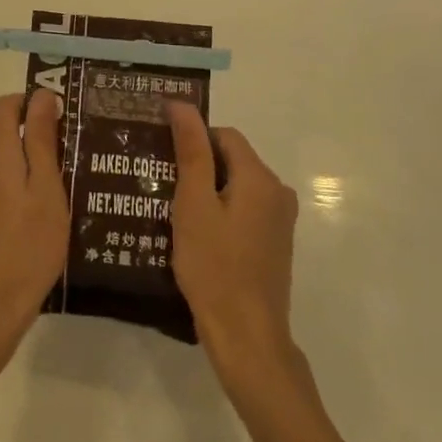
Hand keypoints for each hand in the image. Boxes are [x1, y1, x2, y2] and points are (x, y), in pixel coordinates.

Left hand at [0, 90, 71, 372]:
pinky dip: (23, 188)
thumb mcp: (47, 188)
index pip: (6, 105)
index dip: (32, 103)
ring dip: (33, 165)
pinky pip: (2, 186)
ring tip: (69, 185)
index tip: (64, 118)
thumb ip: (42, 139)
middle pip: (5, 133)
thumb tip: (42, 95)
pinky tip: (47, 213)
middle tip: (76, 156)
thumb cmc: (28, 245)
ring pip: (6, 162)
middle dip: (38, 135)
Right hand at [168, 100, 300, 388]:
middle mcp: (278, 193)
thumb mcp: (193, 205)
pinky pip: (244, 211)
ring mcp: (280, 221)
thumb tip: (182, 105)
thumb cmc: (214, 267)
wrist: (247, 336)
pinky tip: (196, 235)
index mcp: (260, 178)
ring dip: (208, 192)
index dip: (192, 140)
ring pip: (237, 187)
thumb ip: (190, 152)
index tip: (162, 159)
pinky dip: (221, 213)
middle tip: (162, 186)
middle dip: (198, 167)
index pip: (224, 135)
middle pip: (233, 160)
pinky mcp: (275, 244)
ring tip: (172, 211)